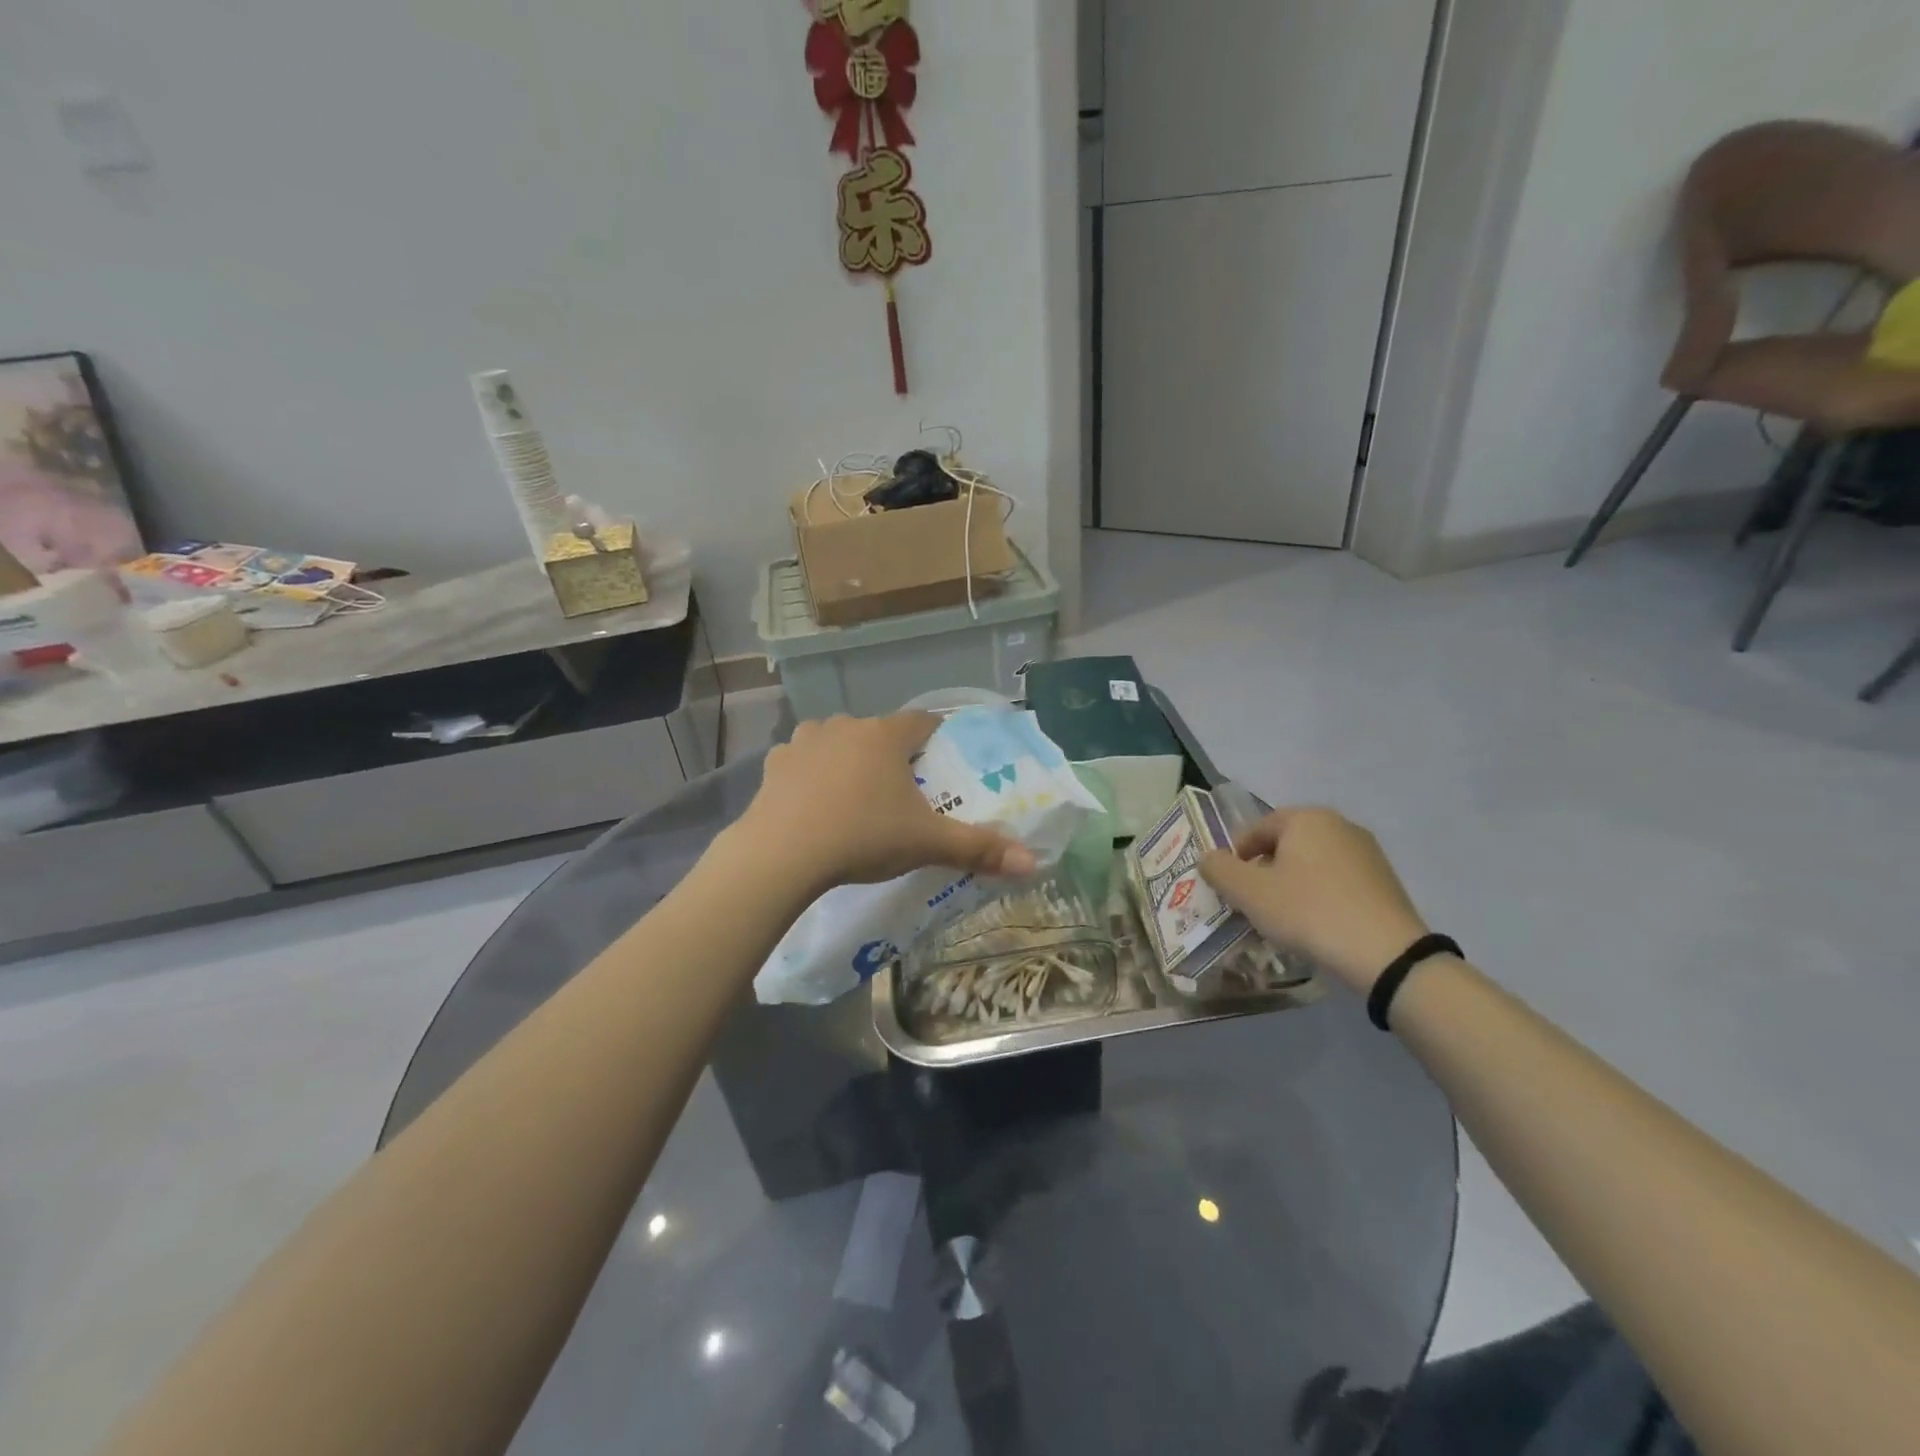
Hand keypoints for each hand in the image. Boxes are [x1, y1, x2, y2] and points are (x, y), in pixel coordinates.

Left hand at [744, 713, 1037, 889]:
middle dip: (891, 754)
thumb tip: (1033, 862)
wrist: (783, 853)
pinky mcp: (774, 764)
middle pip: (878, 732)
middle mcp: (846, 726)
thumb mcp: (926, 844)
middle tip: (900, 790)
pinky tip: (813, 802)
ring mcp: (805, 741)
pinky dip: (810, 774)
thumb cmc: (863, 836)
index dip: (935, 735)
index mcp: (886, 736)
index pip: (922, 721)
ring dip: (848, 758)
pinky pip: (801, 760)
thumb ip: (979, 849)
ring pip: (836, 740)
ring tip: (855, 794)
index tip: (941, 756)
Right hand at [1199, 808, 1430, 993]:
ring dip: (1291, 885)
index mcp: (1306, 818)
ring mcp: (1367, 853)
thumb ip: (1219, 869)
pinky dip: (1319, 897)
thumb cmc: (1308, 912)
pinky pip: (1337, 882)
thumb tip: (1208, 858)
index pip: (1258, 828)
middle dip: (1264, 871)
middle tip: (1251, 902)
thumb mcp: (1249, 892)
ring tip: (1281, 918)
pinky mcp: (1385, 882)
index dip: (1236, 855)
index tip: (1229, 885)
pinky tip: (1315, 925)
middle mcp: (1339, 825)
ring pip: (1312, 864)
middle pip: (1286, 844)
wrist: (1386, 955)